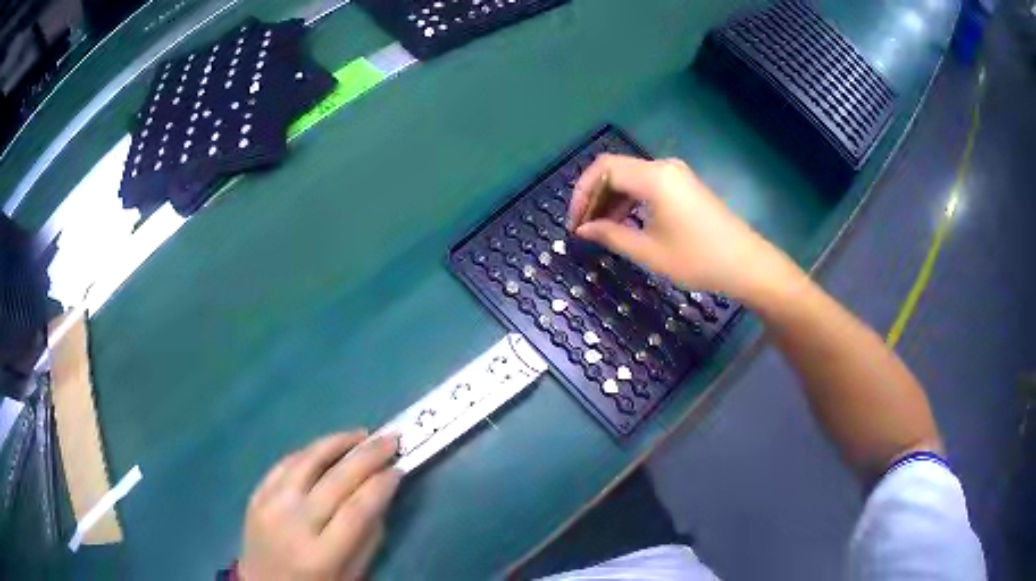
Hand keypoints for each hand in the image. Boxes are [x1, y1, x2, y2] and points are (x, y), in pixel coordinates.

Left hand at [239, 432, 401, 580]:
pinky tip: (325, 448)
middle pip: (334, 480)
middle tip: (390, 439)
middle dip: (367, 456)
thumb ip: (367, 539)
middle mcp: (293, 524)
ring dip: (335, 443)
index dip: (380, 485)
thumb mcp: (350, 576)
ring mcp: (269, 505)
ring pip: (305, 462)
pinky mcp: (255, 495)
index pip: (357, 510)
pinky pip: (283, 465)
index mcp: (320, 554)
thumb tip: (380, 496)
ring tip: (360, 434)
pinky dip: (307, 453)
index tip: (399, 468)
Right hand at [568, 155, 801, 302]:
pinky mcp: (684, 185)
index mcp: (654, 177)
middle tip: (583, 227)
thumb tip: (583, 229)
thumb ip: (612, 236)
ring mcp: (676, 174)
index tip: (575, 223)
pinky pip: (647, 184)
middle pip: (615, 169)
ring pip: (631, 177)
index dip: (582, 193)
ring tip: (600, 229)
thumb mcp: (650, 252)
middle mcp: (663, 167)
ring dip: (612, 199)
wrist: (747, 264)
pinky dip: (630, 200)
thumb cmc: (698, 259)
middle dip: (594, 196)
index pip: (603, 170)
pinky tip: (625, 223)